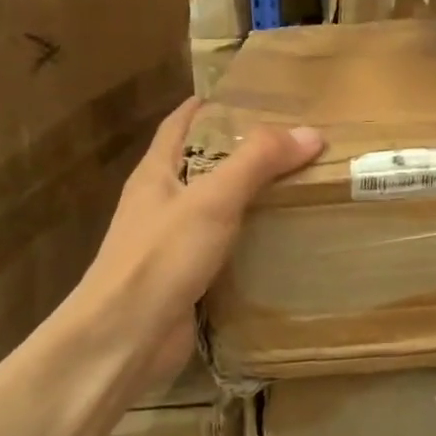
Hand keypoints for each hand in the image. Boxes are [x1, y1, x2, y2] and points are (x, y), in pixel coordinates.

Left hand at [71, 97, 323, 387]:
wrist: (125, 338)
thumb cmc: (161, 257)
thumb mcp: (213, 199)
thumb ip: (258, 162)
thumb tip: (310, 133)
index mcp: (156, 173)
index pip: (181, 124)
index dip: (211, 106)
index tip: (253, 97)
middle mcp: (162, 203)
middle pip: (203, 165)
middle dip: (243, 152)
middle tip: (294, 143)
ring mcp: (172, 243)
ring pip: (217, 208)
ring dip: (250, 197)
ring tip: (299, 185)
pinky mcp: (187, 277)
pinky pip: (225, 247)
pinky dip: (251, 239)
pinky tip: (283, 239)